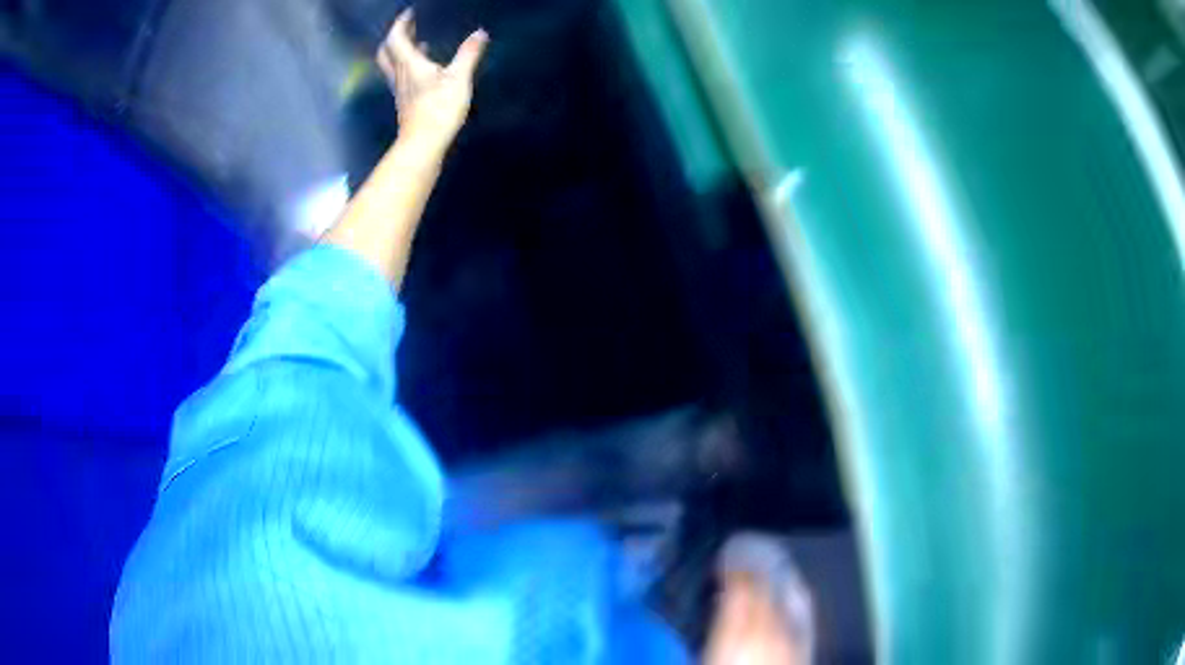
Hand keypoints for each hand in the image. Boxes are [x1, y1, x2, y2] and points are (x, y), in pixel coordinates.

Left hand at [377, 9, 488, 154]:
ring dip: (402, 52)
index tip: (409, 13)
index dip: (401, 24)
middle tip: (409, 28)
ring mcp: (401, 91)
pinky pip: (403, 78)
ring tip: (419, 43)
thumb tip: (480, 33)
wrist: (423, 144)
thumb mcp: (459, 78)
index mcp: (409, 64)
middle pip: (387, 52)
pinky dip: (410, 67)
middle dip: (396, 37)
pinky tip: (426, 70)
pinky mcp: (406, 103)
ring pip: (394, 66)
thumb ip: (469, 54)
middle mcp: (400, 75)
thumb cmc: (439, 108)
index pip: (397, 39)